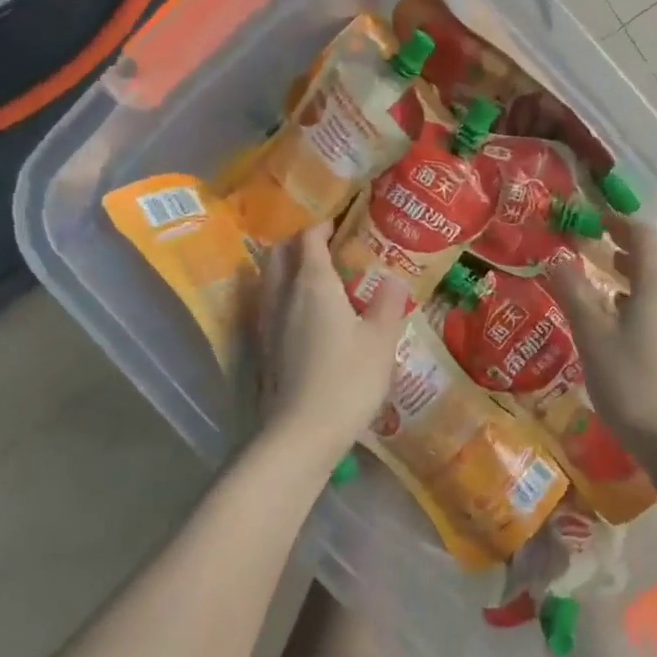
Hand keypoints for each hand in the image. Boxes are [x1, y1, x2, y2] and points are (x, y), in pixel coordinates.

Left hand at [256, 224, 408, 465]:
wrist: (302, 432)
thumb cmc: (348, 379)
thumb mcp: (381, 340)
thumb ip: (387, 303)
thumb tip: (393, 277)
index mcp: (314, 284)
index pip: (309, 239)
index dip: (323, 227)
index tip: (340, 225)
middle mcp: (283, 295)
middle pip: (280, 253)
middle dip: (299, 243)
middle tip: (326, 247)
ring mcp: (267, 322)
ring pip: (269, 278)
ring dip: (286, 267)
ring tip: (313, 275)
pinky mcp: (262, 347)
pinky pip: (268, 304)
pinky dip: (282, 295)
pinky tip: (301, 313)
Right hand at [546, 217, 656, 462]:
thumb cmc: (633, 381)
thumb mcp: (593, 334)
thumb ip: (573, 291)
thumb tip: (556, 257)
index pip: (641, 234)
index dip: (616, 222)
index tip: (590, 219)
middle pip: (653, 258)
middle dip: (622, 249)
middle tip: (589, 248)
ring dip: (630, 277)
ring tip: (600, 283)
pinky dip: (640, 302)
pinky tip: (620, 325)